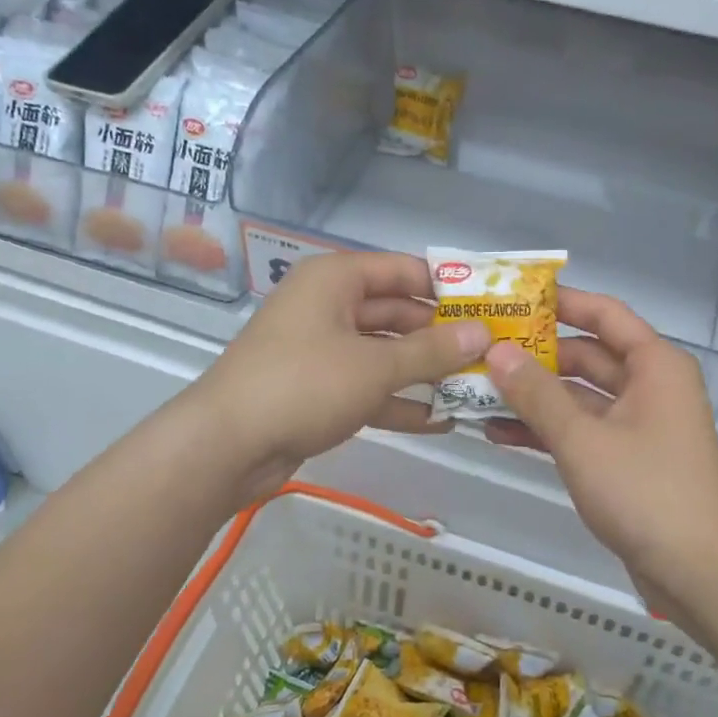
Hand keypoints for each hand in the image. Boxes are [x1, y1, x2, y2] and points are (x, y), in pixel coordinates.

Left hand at [195, 251, 490, 499]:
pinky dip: (398, 401)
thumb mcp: (375, 366)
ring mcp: (321, 350)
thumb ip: (432, 351)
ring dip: (425, 372)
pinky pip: (367, 386)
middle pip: (396, 313)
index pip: (403, 270)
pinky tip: (441, 421)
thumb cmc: (303, 385)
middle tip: (491, 353)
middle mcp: (328, 306)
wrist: (226, 446)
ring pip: (384, 353)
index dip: (447, 285)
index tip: (491, 303)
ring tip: (476, 388)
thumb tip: (483, 333)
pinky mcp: (318, 389)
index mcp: (335, 280)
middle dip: (441, 336)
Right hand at [483, 290, 717, 605]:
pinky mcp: (626, 460)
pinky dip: (547, 430)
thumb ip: (537, 393)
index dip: (561, 302)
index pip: (604, 314)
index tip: (512, 298)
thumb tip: (497, 351)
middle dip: (536, 355)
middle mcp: (649, 386)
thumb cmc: (646, 491)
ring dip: (535, 396)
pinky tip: (500, 434)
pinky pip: (581, 431)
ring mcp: (638, 425)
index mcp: (653, 365)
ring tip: (478, 393)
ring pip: (579, 396)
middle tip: (481, 350)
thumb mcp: (583, 439)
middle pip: (587, 355)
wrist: (700, 574)